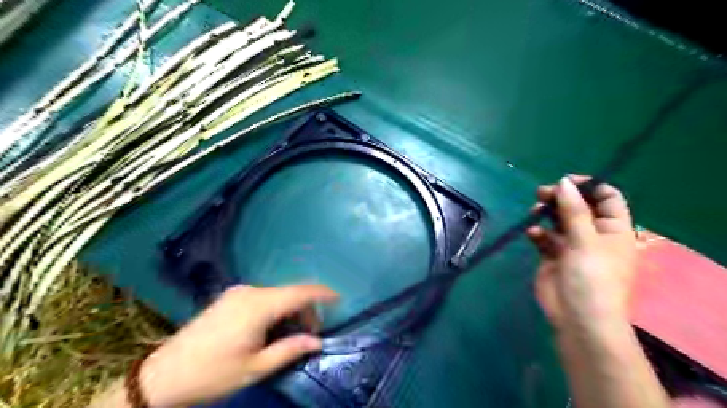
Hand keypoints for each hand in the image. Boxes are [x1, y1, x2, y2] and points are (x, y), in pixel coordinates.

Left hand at [138, 286, 337, 405]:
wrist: (163, 375)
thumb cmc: (213, 373)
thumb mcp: (256, 367)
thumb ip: (290, 349)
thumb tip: (317, 341)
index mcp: (259, 305)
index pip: (300, 292)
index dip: (322, 293)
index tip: (338, 298)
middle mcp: (250, 292)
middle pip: (289, 294)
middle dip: (305, 310)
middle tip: (310, 335)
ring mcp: (238, 293)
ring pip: (276, 295)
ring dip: (289, 311)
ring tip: (290, 335)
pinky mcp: (229, 298)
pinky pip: (262, 298)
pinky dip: (274, 309)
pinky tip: (271, 328)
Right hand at [529, 176, 637, 333]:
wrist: (577, 319)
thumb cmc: (592, 278)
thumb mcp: (585, 241)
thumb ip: (574, 210)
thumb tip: (563, 182)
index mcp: (613, 229)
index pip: (607, 197)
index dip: (588, 186)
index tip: (565, 181)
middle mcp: (593, 234)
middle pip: (578, 206)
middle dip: (560, 198)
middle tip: (542, 193)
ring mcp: (572, 246)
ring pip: (558, 220)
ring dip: (546, 213)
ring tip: (535, 211)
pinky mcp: (552, 256)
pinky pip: (544, 236)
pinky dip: (538, 232)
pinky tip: (533, 234)